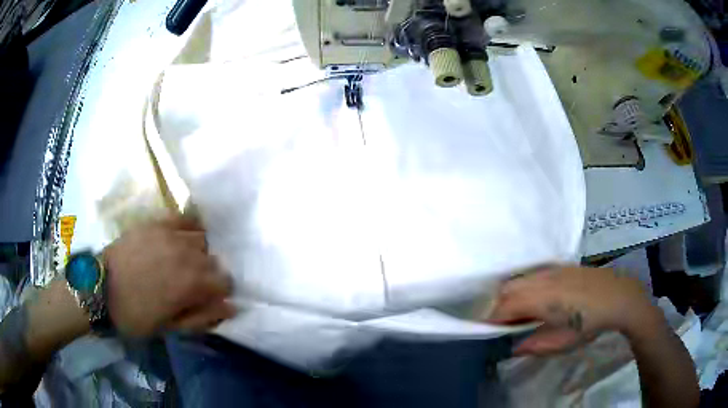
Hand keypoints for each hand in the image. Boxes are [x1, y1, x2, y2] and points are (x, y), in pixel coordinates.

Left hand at [103, 215, 234, 336]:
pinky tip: (182, 237)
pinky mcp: (155, 223)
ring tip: (184, 262)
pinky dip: (188, 228)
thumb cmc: (134, 315)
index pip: (225, 282)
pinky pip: (182, 218)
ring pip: (201, 239)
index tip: (210, 299)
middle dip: (209, 274)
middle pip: (214, 260)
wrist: (99, 288)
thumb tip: (230, 308)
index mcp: (191, 284)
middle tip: (193, 285)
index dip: (221, 293)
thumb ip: (202, 317)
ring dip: (198, 253)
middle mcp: (185, 254)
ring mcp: (170, 235)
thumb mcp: (169, 327)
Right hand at [486, 266, 659, 355]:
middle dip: (499, 307)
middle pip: (507, 289)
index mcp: (542, 300)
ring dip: (512, 296)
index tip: (490, 333)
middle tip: (505, 326)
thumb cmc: (591, 323)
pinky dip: (525, 286)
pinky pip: (532, 274)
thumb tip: (513, 348)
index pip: (505, 306)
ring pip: (519, 279)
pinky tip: (537, 299)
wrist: (618, 295)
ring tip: (520, 313)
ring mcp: (551, 270)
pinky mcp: (559, 266)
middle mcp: (542, 280)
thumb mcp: (563, 342)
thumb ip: (534, 345)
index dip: (493, 320)